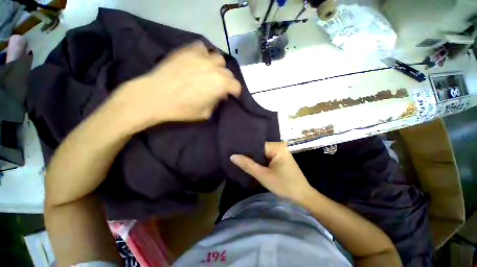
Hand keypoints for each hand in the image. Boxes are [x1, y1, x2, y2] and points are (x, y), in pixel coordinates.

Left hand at [112, 41, 241, 131]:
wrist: (155, 96)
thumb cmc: (182, 109)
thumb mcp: (205, 113)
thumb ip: (216, 103)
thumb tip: (220, 96)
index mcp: (220, 85)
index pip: (236, 86)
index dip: (235, 92)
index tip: (231, 95)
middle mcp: (214, 69)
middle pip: (229, 73)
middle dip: (227, 81)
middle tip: (220, 87)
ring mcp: (201, 57)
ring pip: (218, 59)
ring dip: (218, 67)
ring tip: (211, 72)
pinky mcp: (188, 51)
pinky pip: (202, 48)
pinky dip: (204, 54)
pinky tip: (199, 61)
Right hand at [230, 142, 312, 203]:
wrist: (303, 196)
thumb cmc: (284, 185)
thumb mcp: (263, 176)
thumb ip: (248, 165)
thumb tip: (232, 156)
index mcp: (277, 147)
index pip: (256, 144)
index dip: (245, 149)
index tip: (234, 152)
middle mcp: (279, 146)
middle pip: (259, 148)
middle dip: (249, 154)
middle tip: (235, 157)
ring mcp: (280, 152)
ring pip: (262, 153)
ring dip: (254, 159)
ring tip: (240, 160)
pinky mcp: (280, 158)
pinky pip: (266, 157)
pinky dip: (260, 161)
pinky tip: (251, 164)